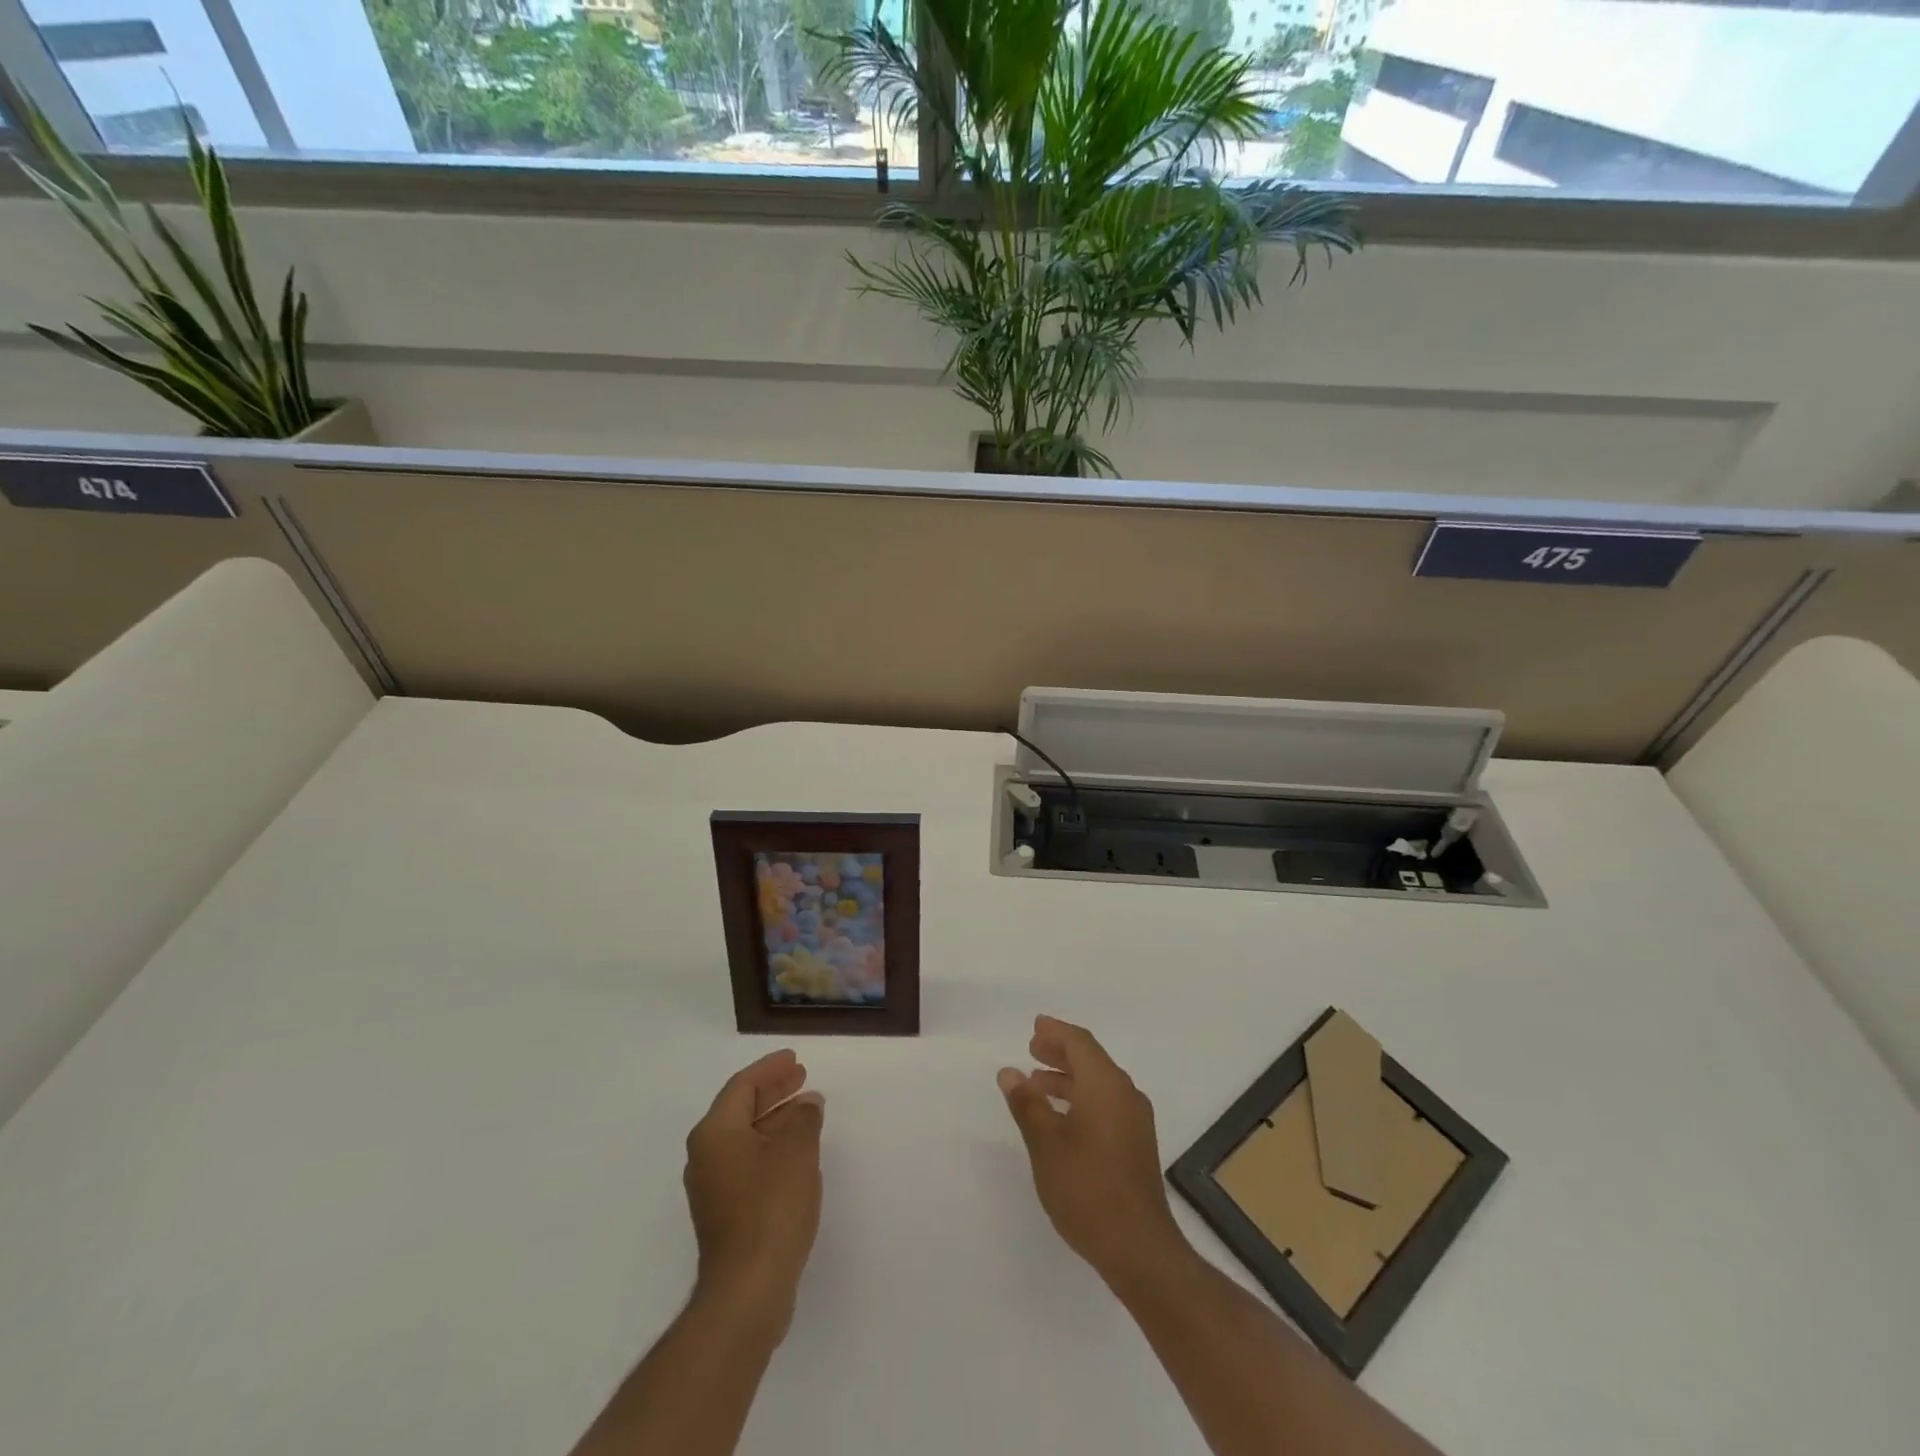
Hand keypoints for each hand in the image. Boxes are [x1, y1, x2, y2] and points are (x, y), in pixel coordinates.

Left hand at [683, 1049, 824, 1338]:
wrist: (748, 1289)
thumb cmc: (771, 1207)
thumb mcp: (797, 1150)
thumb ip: (804, 1118)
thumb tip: (806, 1104)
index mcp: (715, 1132)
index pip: (742, 1086)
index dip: (770, 1069)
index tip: (795, 1058)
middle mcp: (706, 1155)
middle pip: (740, 1109)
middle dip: (773, 1091)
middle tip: (802, 1077)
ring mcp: (713, 1187)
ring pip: (745, 1137)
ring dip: (775, 1120)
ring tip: (808, 1110)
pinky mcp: (724, 1213)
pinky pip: (748, 1162)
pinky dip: (771, 1147)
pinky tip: (797, 1151)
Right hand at [998, 1015, 1188, 1289]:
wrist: (1139, 1248)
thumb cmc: (1087, 1187)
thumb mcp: (1046, 1143)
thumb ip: (1027, 1103)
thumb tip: (1009, 1071)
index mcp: (1106, 1085)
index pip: (1080, 1043)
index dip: (1055, 1032)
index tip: (1035, 1027)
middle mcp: (1125, 1094)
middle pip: (1091, 1059)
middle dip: (1061, 1052)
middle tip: (1032, 1049)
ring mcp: (1135, 1121)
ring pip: (1099, 1083)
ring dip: (1069, 1077)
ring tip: (1037, 1083)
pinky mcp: (1136, 1145)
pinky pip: (1106, 1103)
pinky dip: (1082, 1098)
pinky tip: (1061, 1117)